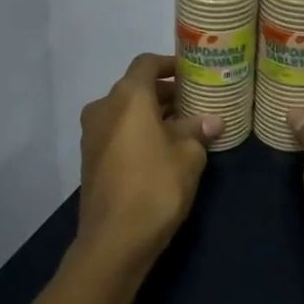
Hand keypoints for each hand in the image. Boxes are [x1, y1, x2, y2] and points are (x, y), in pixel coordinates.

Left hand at [75, 53, 220, 276]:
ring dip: (151, 115)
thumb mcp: (189, 155)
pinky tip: (162, 151)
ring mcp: (92, 135)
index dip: (169, 65)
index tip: (191, 74)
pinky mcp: (90, 160)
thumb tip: (212, 120)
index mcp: (127, 96)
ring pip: (125, 112)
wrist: (114, 240)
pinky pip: (117, 133)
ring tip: (183, 129)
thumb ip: (199, 130)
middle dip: (164, 94)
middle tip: (194, 104)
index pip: (147, 64)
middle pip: (135, 88)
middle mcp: (104, 107)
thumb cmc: (156, 185)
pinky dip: (138, 132)